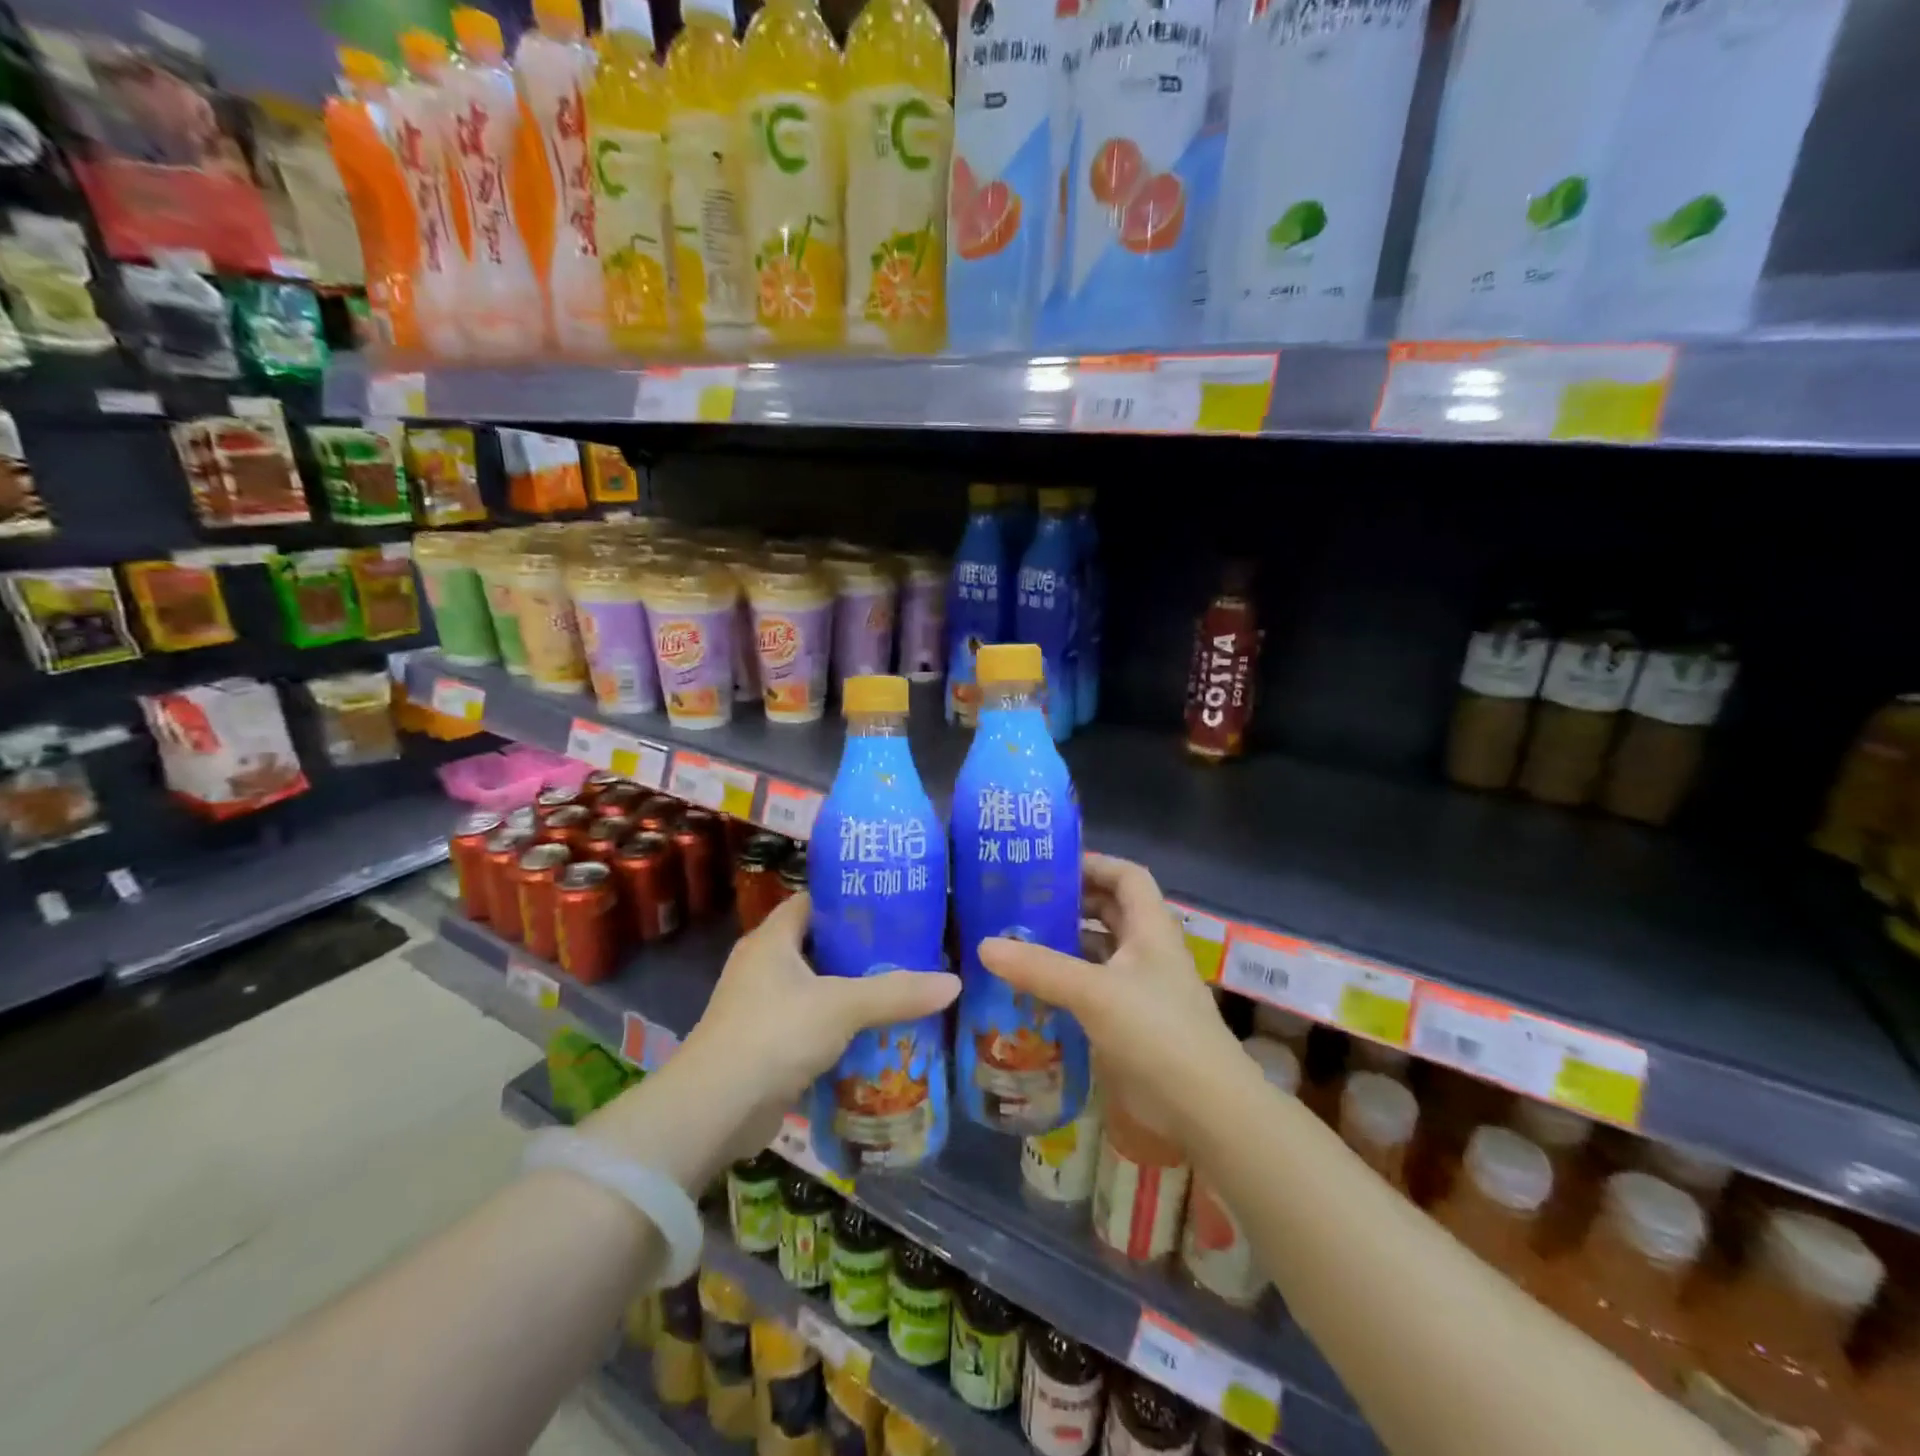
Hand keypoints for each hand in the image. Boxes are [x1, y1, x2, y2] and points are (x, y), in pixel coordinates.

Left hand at [679, 892, 960, 1163]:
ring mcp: (759, 1008)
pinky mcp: (764, 1046)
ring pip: (815, 988)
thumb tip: (954, 982)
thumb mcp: (842, 1005)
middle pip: (817, 945)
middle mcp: (761, 966)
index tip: (891, 904)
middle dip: (859, 949)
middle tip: (907, 948)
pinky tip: (873, 1033)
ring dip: (850, 991)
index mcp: (771, 939)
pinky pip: (808, 1024)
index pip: (812, 902)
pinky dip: (836, 1027)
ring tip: (899, 988)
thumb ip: (897, 992)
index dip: (848, 899)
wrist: (715, 1110)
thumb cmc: (775, 1033)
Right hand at [979, 853, 1240, 1139]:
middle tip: (1024, 904)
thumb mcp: (1094, 993)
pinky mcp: (1133, 1025)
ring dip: (1066, 946)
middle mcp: (1149, 952)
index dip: (1095, 864)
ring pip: (1101, 953)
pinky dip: (1068, 985)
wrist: (1205, 1110)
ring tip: (1019, 943)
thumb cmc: (1157, 1033)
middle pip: (1111, 912)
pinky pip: (1095, 990)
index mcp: (1151, 929)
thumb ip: (1040, 968)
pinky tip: (1035, 992)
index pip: (1128, 876)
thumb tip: (984, 945)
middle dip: (1071, 904)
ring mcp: (1143, 990)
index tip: (1051, 867)